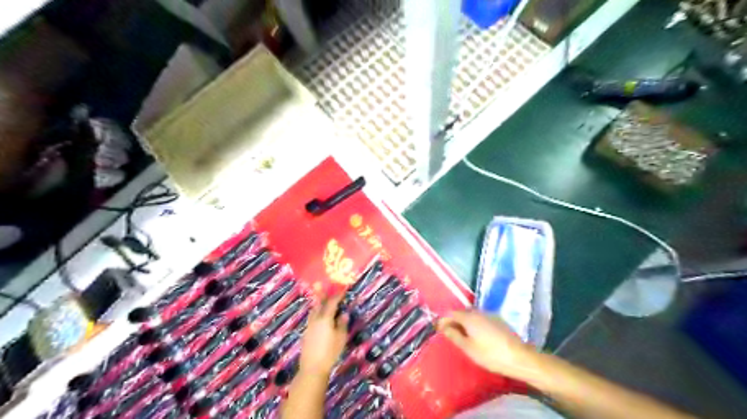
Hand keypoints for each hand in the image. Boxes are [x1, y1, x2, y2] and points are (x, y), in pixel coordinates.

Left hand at [299, 291, 347, 376]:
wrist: (312, 368)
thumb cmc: (330, 352)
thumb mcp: (341, 338)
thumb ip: (342, 324)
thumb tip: (343, 314)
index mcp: (325, 318)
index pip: (332, 303)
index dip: (337, 295)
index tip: (342, 289)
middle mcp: (316, 319)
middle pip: (319, 303)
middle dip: (322, 294)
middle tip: (322, 284)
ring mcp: (309, 326)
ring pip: (313, 310)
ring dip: (318, 303)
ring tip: (321, 299)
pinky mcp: (306, 333)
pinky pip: (312, 318)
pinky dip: (316, 312)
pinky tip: (319, 316)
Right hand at [440, 307, 537, 378]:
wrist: (519, 357)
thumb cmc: (490, 354)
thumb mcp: (468, 348)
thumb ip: (454, 335)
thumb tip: (443, 326)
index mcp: (469, 317)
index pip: (451, 313)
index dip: (443, 320)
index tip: (438, 329)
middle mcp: (479, 312)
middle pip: (462, 312)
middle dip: (454, 321)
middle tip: (449, 333)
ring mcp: (490, 315)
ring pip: (472, 315)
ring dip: (465, 322)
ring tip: (463, 335)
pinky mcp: (499, 320)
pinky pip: (481, 318)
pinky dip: (475, 324)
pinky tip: (478, 335)